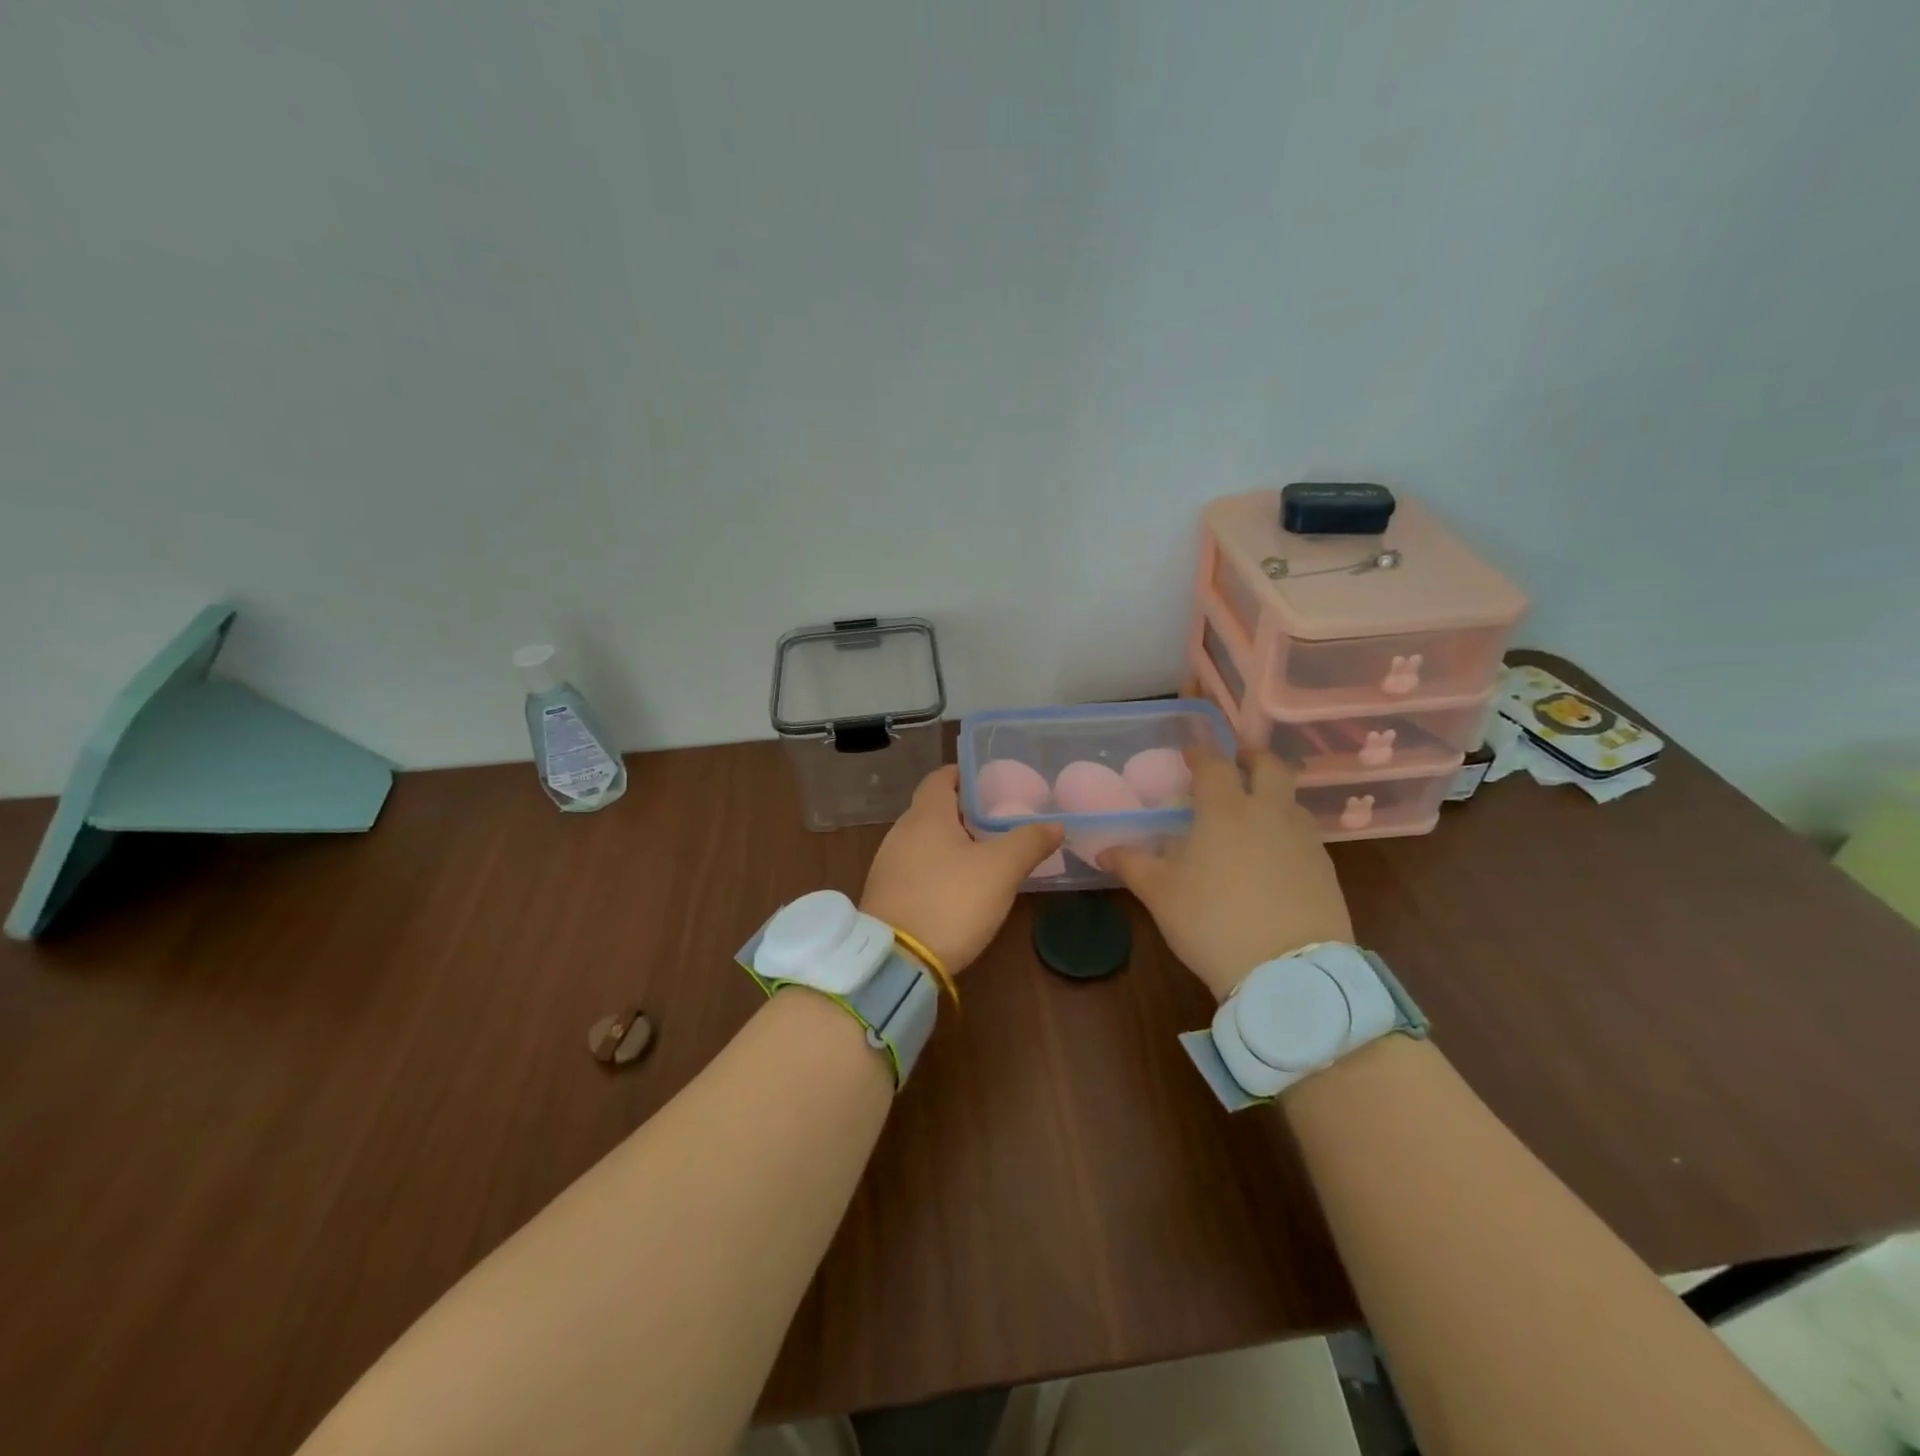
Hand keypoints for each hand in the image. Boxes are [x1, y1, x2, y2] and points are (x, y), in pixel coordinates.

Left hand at [860, 766, 1064, 973]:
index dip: (963, 775)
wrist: (896, 961)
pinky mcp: (886, 895)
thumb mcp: (1000, 870)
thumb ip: (1029, 842)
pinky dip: (937, 868)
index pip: (940, 778)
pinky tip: (957, 887)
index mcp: (926, 816)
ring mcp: (888, 865)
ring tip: (983, 854)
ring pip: (924, 841)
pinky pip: (915, 868)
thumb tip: (1055, 824)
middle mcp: (900, 833)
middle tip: (996, 820)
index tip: (987, 781)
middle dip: (962, 812)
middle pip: (932, 810)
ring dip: (950, 842)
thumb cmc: (950, 901)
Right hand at [1102, 743, 1351, 1000]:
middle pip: (1269, 766)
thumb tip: (1103, 850)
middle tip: (1237, 761)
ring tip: (1253, 813)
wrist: (1289, 971)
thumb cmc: (1212, 922)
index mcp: (1225, 810)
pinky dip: (1287, 831)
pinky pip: (1304, 835)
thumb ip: (1132, 865)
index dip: (1200, 753)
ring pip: (1291, 801)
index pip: (1213, 764)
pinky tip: (1274, 856)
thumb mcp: (1160, 895)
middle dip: (1251, 757)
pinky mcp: (1326, 869)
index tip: (1190, 751)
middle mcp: (1269, 813)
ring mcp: (1304, 840)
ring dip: (1273, 795)